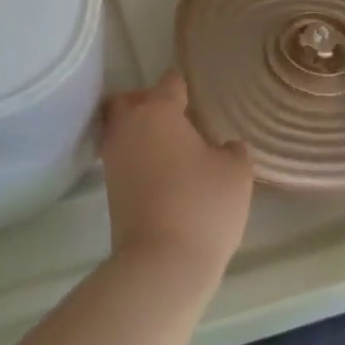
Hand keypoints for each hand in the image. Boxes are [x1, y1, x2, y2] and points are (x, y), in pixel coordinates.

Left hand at [100, 69, 252, 278]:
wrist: (160, 263)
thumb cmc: (202, 206)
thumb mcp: (236, 174)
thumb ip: (233, 151)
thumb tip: (225, 146)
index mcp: (158, 110)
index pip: (170, 82)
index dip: (185, 88)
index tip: (197, 101)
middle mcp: (129, 124)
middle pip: (131, 99)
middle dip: (149, 102)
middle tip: (175, 120)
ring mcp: (114, 156)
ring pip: (121, 127)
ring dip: (139, 131)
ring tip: (169, 150)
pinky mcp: (108, 187)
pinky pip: (121, 156)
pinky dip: (135, 157)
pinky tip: (159, 174)